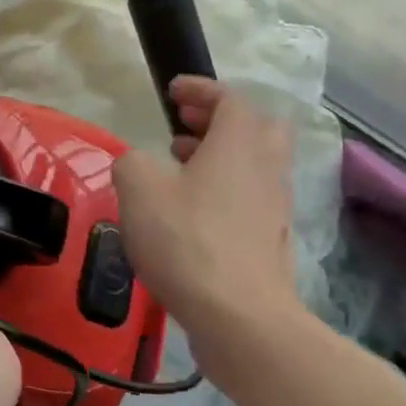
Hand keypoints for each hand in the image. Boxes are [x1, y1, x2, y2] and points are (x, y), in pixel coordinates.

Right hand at [112, 77, 302, 378]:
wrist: (239, 316)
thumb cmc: (187, 241)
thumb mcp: (138, 190)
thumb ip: (132, 162)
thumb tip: (138, 162)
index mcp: (238, 145)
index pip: (231, 99)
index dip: (202, 89)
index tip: (173, 91)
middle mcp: (265, 168)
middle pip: (257, 127)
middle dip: (220, 119)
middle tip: (185, 125)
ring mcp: (274, 207)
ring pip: (255, 164)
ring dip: (221, 155)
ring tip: (180, 167)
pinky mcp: (270, 241)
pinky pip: (250, 197)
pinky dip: (224, 189)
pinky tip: (191, 212)